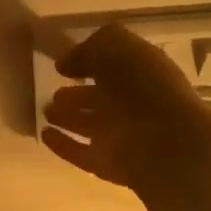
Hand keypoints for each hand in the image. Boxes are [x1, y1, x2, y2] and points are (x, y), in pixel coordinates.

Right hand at [40, 24, 210, 193]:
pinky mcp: (111, 165)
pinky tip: (45, 135)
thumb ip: (89, 48)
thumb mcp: (115, 46)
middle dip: (78, 95)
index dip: (91, 62)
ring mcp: (124, 136)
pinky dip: (64, 145)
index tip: (64, 66)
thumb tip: (66, 64)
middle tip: (54, 94)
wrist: (166, 142)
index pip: (115, 65)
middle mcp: (135, 103)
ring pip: (92, 125)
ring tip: (45, 111)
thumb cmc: (142, 84)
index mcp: (144, 72)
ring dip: (68, 119)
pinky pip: (82, 152)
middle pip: (102, 98)